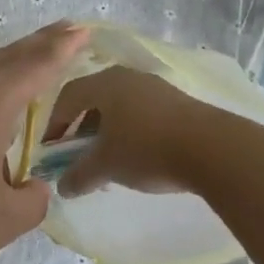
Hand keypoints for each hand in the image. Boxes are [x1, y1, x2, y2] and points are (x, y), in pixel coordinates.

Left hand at [0, 21, 89, 263]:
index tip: (82, 29)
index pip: (35, 67)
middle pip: (5, 58)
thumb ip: (32, 196)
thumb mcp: (6, 219)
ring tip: (31, 63)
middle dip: (37, 45)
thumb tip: (31, 185)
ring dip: (6, 65)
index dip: (62, 48)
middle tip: (66, 31)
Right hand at [49, 65, 210, 197]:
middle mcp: (126, 76)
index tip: (51, 149)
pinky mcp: (177, 101)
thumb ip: (79, 175)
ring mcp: (154, 86)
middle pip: (94, 98)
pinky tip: (137, 155)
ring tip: (108, 158)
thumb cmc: (147, 149)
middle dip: (81, 127)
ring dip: (107, 130)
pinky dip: (130, 130)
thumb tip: (62, 187)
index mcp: (103, 83)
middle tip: (77, 153)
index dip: (54, 123)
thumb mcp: (106, 166)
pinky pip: (141, 111)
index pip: (67, 97)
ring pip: (119, 105)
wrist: (212, 148)